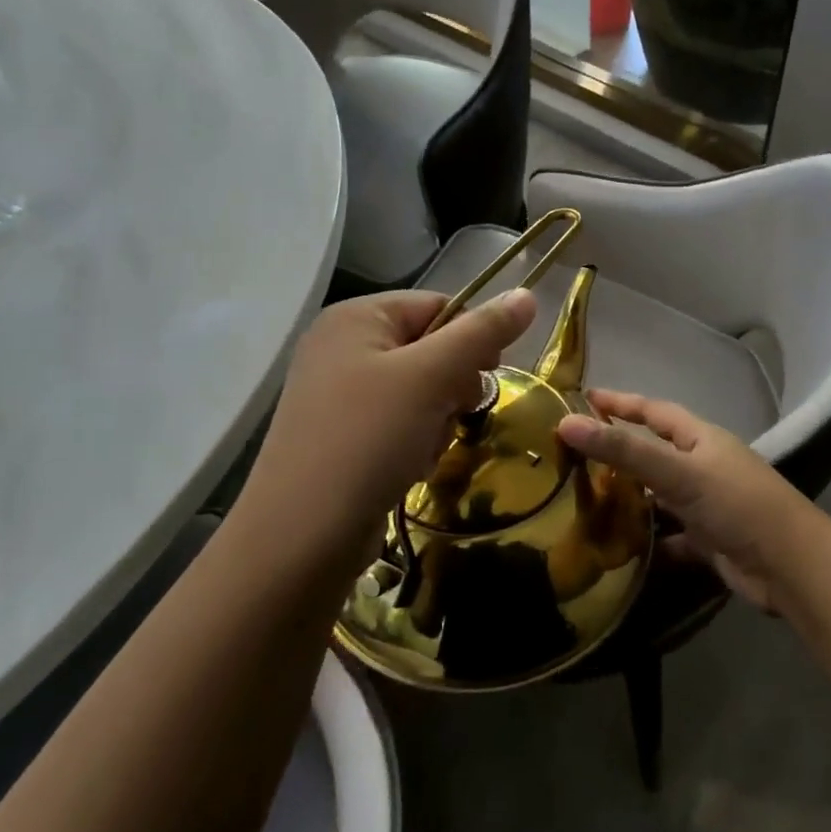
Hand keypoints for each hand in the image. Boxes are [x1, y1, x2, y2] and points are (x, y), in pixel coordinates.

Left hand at [238, 288, 538, 567]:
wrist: (303, 537)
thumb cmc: (367, 440)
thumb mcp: (431, 378)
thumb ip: (482, 334)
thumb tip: (527, 294)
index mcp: (356, 318)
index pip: (438, 305)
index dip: (472, 338)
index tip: (489, 376)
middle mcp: (343, 348)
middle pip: (431, 350)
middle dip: (451, 388)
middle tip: (450, 416)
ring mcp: (339, 395)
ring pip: (421, 392)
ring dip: (437, 421)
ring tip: (422, 449)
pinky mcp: (343, 436)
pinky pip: (400, 423)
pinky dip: (415, 443)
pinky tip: (407, 467)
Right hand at [557, 390, 811, 613]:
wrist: (791, 567)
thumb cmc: (736, 505)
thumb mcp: (677, 472)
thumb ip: (624, 450)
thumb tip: (566, 422)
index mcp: (701, 439)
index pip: (654, 411)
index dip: (621, 402)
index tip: (586, 397)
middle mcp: (705, 467)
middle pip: (655, 453)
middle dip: (620, 453)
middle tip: (575, 455)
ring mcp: (708, 505)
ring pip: (660, 497)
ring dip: (631, 500)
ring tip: (586, 502)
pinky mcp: (710, 541)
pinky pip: (671, 536)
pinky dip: (649, 542)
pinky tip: (620, 550)